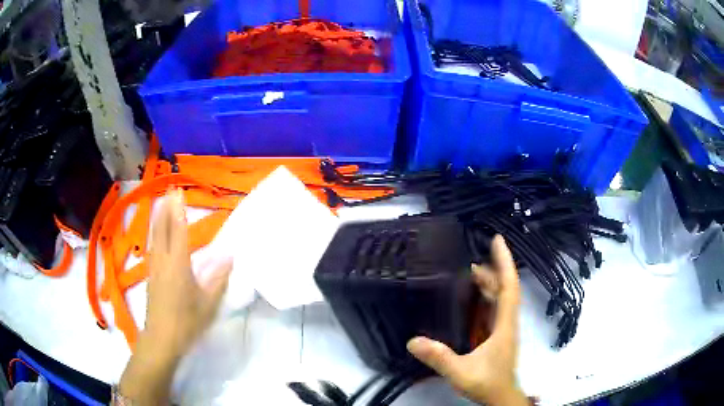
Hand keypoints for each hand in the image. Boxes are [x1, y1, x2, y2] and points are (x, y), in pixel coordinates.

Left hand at [119, 189, 230, 404]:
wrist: (161, 339)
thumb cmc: (187, 322)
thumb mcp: (208, 303)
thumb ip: (217, 278)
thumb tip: (229, 255)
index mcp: (178, 265)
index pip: (177, 230)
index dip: (178, 210)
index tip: (179, 191)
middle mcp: (162, 261)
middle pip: (161, 228)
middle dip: (165, 208)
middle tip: (170, 190)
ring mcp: (153, 268)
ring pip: (154, 236)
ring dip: (158, 218)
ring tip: (162, 204)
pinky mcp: (150, 276)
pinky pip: (152, 246)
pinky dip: (155, 233)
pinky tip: (157, 235)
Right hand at [407, 235, 526, 405]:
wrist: (499, 397)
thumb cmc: (487, 383)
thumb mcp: (461, 372)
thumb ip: (439, 358)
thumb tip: (413, 341)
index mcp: (504, 325)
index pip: (509, 287)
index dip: (504, 262)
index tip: (497, 240)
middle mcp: (505, 322)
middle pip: (502, 289)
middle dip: (490, 270)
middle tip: (468, 259)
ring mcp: (501, 328)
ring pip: (498, 298)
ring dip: (487, 283)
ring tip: (467, 273)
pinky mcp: (495, 335)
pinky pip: (492, 309)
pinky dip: (484, 297)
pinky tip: (469, 299)